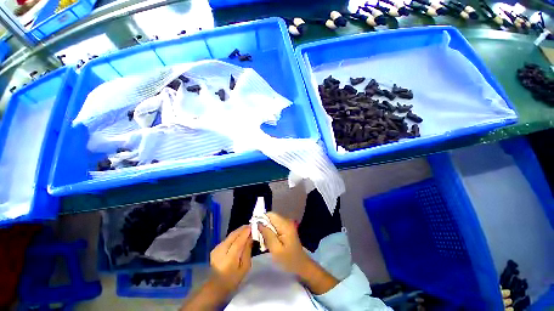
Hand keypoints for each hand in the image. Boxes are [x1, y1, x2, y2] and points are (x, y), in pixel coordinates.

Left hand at [210, 225, 252, 294]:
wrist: (215, 286)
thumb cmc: (233, 279)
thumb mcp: (244, 267)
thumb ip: (247, 251)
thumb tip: (250, 238)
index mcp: (230, 257)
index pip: (239, 240)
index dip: (246, 232)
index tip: (253, 226)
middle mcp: (222, 250)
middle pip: (233, 235)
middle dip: (243, 229)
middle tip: (251, 226)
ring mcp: (217, 248)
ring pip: (230, 235)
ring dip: (239, 231)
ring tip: (247, 230)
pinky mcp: (215, 248)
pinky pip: (227, 238)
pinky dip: (234, 235)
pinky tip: (239, 236)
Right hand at [258, 212, 311, 275]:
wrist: (301, 265)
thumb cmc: (288, 259)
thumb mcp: (275, 249)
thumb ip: (267, 234)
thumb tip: (258, 223)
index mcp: (285, 225)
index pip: (270, 214)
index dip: (261, 219)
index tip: (254, 228)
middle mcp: (286, 221)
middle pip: (271, 217)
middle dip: (263, 225)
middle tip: (258, 237)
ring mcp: (287, 224)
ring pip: (272, 222)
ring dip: (266, 229)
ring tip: (262, 241)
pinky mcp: (286, 229)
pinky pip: (275, 226)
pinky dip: (270, 232)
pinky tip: (268, 241)